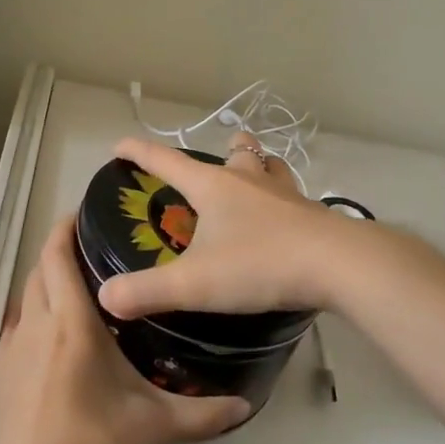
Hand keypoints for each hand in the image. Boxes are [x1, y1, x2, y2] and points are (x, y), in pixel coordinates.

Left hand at [0, 216, 249, 443]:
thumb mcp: (151, 427)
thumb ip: (201, 413)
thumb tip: (245, 405)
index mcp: (70, 325)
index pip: (57, 257)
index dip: (65, 229)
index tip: (83, 214)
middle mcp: (35, 325)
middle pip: (39, 270)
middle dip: (58, 251)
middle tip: (90, 251)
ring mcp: (9, 348)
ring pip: (24, 296)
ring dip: (44, 282)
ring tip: (75, 287)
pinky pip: (14, 325)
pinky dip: (31, 313)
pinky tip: (51, 334)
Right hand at [96, 133, 359, 321]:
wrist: (338, 265)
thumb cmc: (260, 263)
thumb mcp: (195, 283)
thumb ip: (147, 290)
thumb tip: (105, 296)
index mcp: (214, 187)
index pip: (167, 161)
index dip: (139, 153)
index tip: (119, 147)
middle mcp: (250, 181)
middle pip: (236, 152)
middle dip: (222, 150)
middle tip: (216, 162)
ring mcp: (287, 195)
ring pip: (271, 167)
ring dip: (260, 167)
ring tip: (255, 179)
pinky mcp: (314, 215)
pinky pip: (295, 198)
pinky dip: (284, 201)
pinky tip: (286, 222)